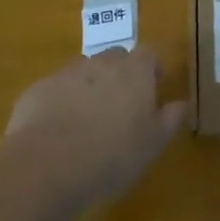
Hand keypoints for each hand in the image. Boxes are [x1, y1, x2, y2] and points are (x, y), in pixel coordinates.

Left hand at [0, 48, 187, 214]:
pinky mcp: (38, 89)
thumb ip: (170, 119)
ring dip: (88, 88)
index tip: (152, 89)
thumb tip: (181, 103)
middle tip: (119, 108)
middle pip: (115, 58)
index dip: (151, 69)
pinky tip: (56, 134)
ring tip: (86, 122)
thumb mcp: (152, 144)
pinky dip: (59, 104)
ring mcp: (67, 73)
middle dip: (119, 76)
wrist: (47, 166)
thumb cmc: (111, 155)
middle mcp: (102, 62)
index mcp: (135, 70)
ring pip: (84, 72)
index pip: (149, 54)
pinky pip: (55, 90)